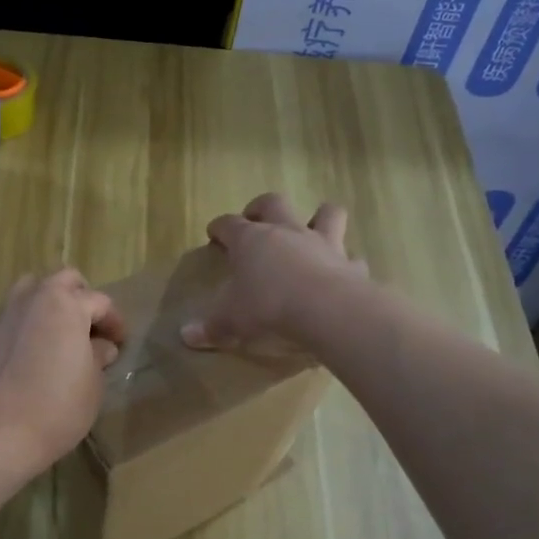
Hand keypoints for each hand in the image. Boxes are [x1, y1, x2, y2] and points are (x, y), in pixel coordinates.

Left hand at [0, 269, 125, 476]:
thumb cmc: (57, 406)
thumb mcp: (93, 383)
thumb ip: (98, 356)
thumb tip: (100, 346)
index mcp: (66, 303)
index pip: (99, 302)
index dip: (115, 322)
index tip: (121, 343)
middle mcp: (34, 297)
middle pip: (64, 281)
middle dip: (82, 298)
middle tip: (93, 329)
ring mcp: (7, 313)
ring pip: (34, 289)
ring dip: (52, 302)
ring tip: (63, 334)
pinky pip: (16, 313)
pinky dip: (31, 320)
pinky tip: (38, 350)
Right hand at [181, 193, 364, 350]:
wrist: (328, 311)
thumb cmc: (269, 308)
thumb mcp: (231, 321)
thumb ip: (211, 327)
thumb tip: (186, 335)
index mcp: (251, 240)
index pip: (228, 224)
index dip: (219, 227)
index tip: (214, 234)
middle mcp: (287, 232)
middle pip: (273, 203)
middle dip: (261, 207)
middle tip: (255, 219)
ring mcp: (323, 244)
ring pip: (326, 213)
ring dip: (319, 216)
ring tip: (312, 227)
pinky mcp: (351, 265)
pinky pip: (352, 259)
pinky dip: (347, 264)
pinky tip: (343, 273)